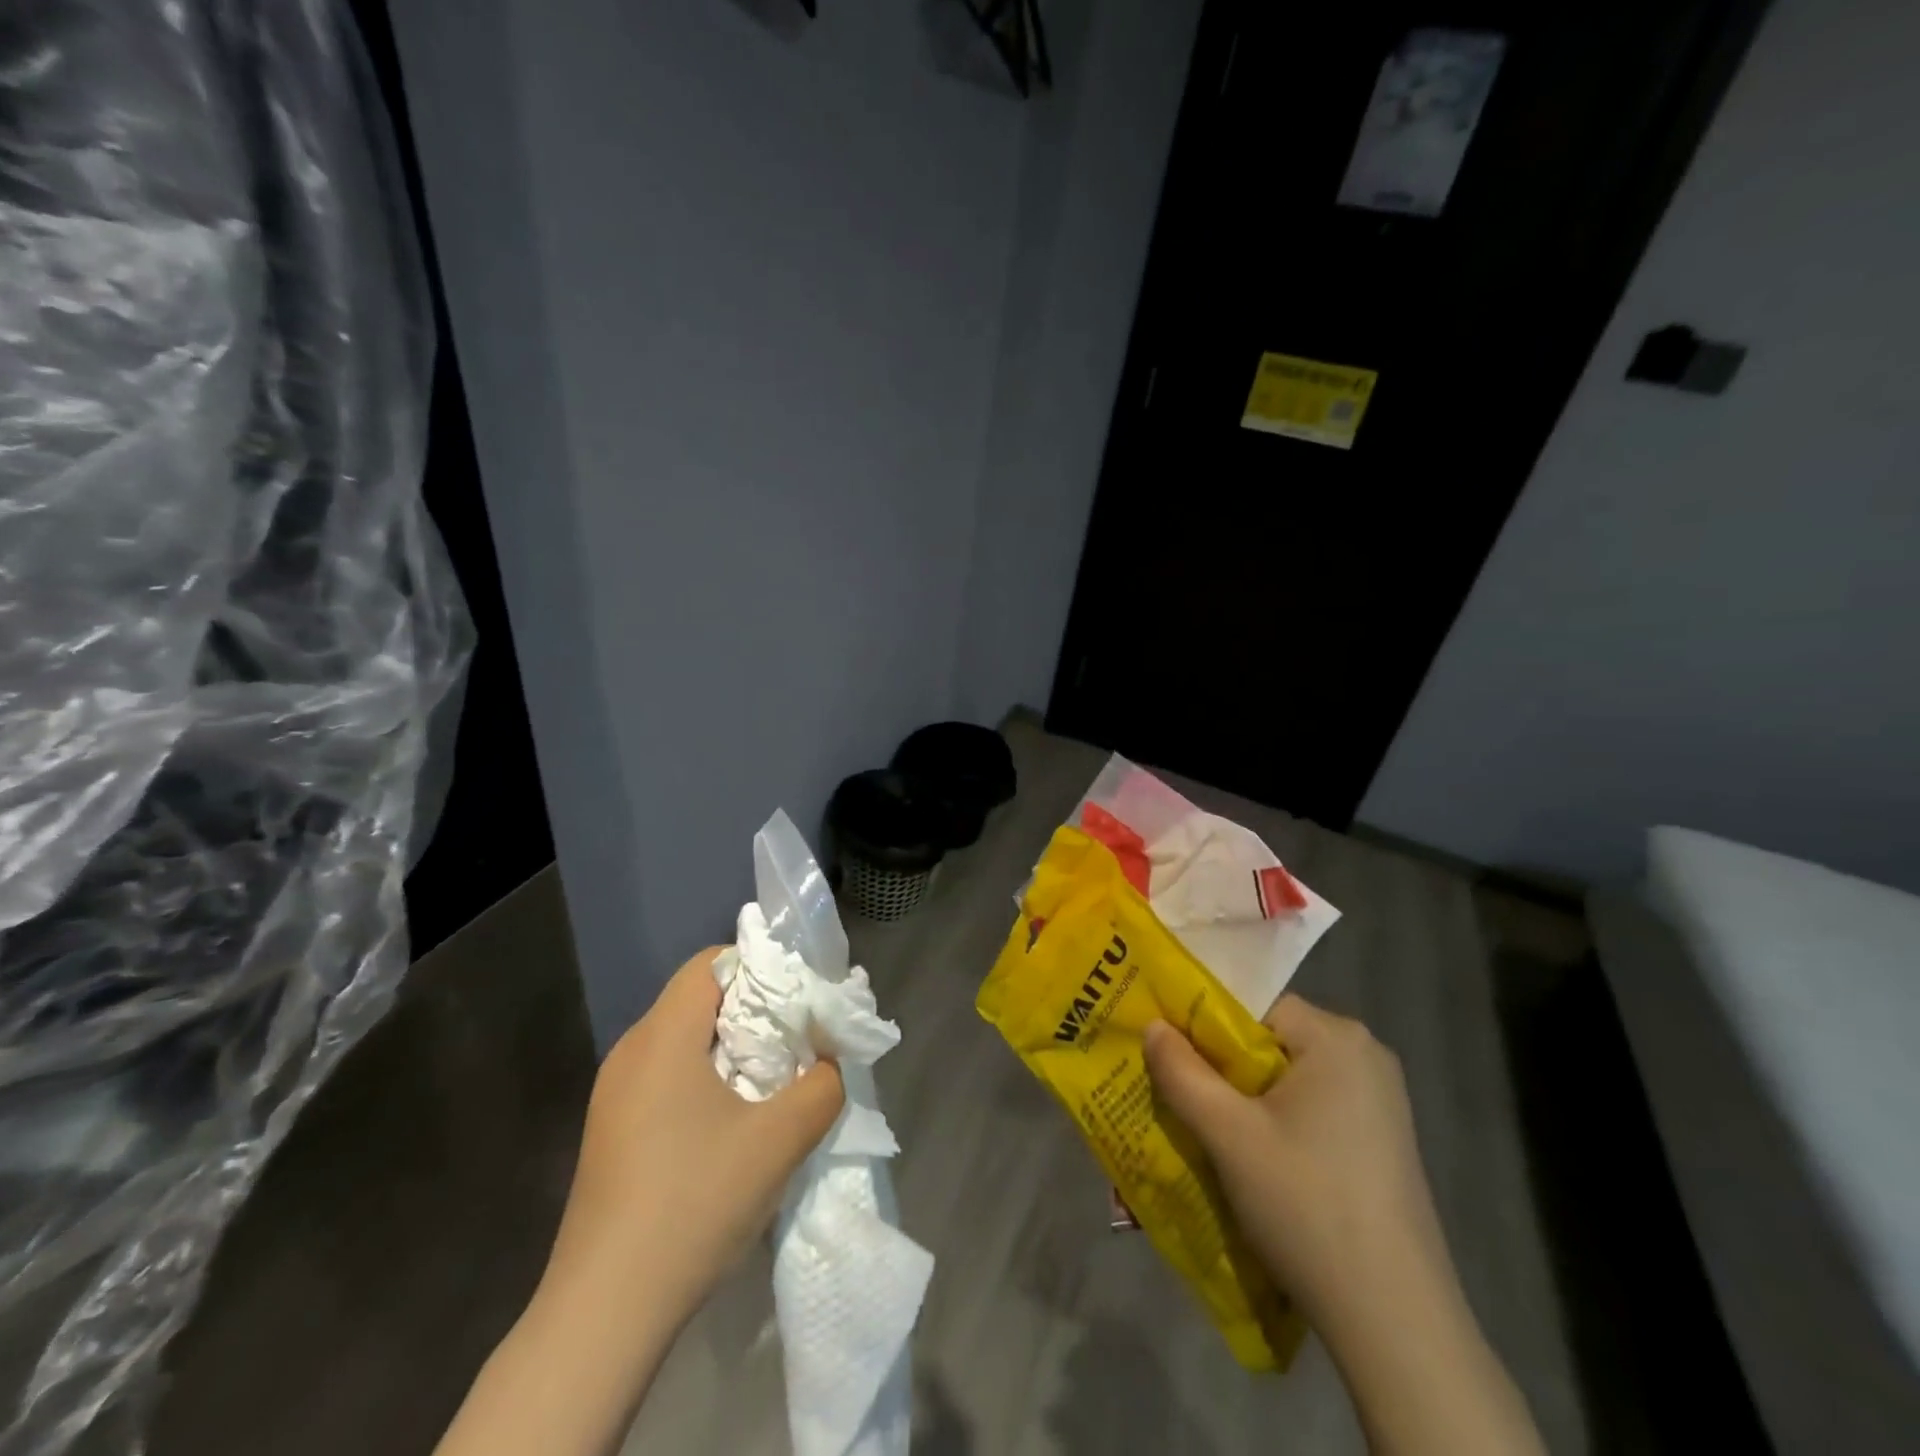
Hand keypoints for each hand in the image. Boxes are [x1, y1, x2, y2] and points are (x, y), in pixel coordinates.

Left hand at [545, 948, 845, 1322]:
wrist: (604, 1314)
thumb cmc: (693, 1204)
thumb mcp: (779, 1141)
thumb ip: (822, 1087)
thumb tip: (828, 1064)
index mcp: (662, 1037)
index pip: (710, 963)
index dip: (759, 967)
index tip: (798, 998)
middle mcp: (630, 1053)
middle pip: (698, 1000)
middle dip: (752, 1012)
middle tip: (797, 1041)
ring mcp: (613, 1096)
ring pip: (682, 1042)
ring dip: (730, 1050)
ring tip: (771, 1083)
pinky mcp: (611, 1133)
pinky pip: (665, 1078)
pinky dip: (703, 1081)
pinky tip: (730, 1126)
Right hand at [1144, 996, 1544, 1455]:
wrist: (1396, 1323)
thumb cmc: (1306, 1206)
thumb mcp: (1228, 1134)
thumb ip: (1182, 1072)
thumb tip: (1152, 1026)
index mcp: (1336, 1037)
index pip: (1252, 1007)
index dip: (1204, 1028)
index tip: (1170, 1058)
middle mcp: (1365, 1056)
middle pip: (1269, 1041)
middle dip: (1222, 1068)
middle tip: (1180, 1096)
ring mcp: (1380, 1101)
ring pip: (1287, 1079)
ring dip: (1245, 1100)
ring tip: (1208, 1131)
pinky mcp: (1382, 1141)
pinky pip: (1312, 1108)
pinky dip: (1276, 1123)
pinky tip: (1254, 1162)